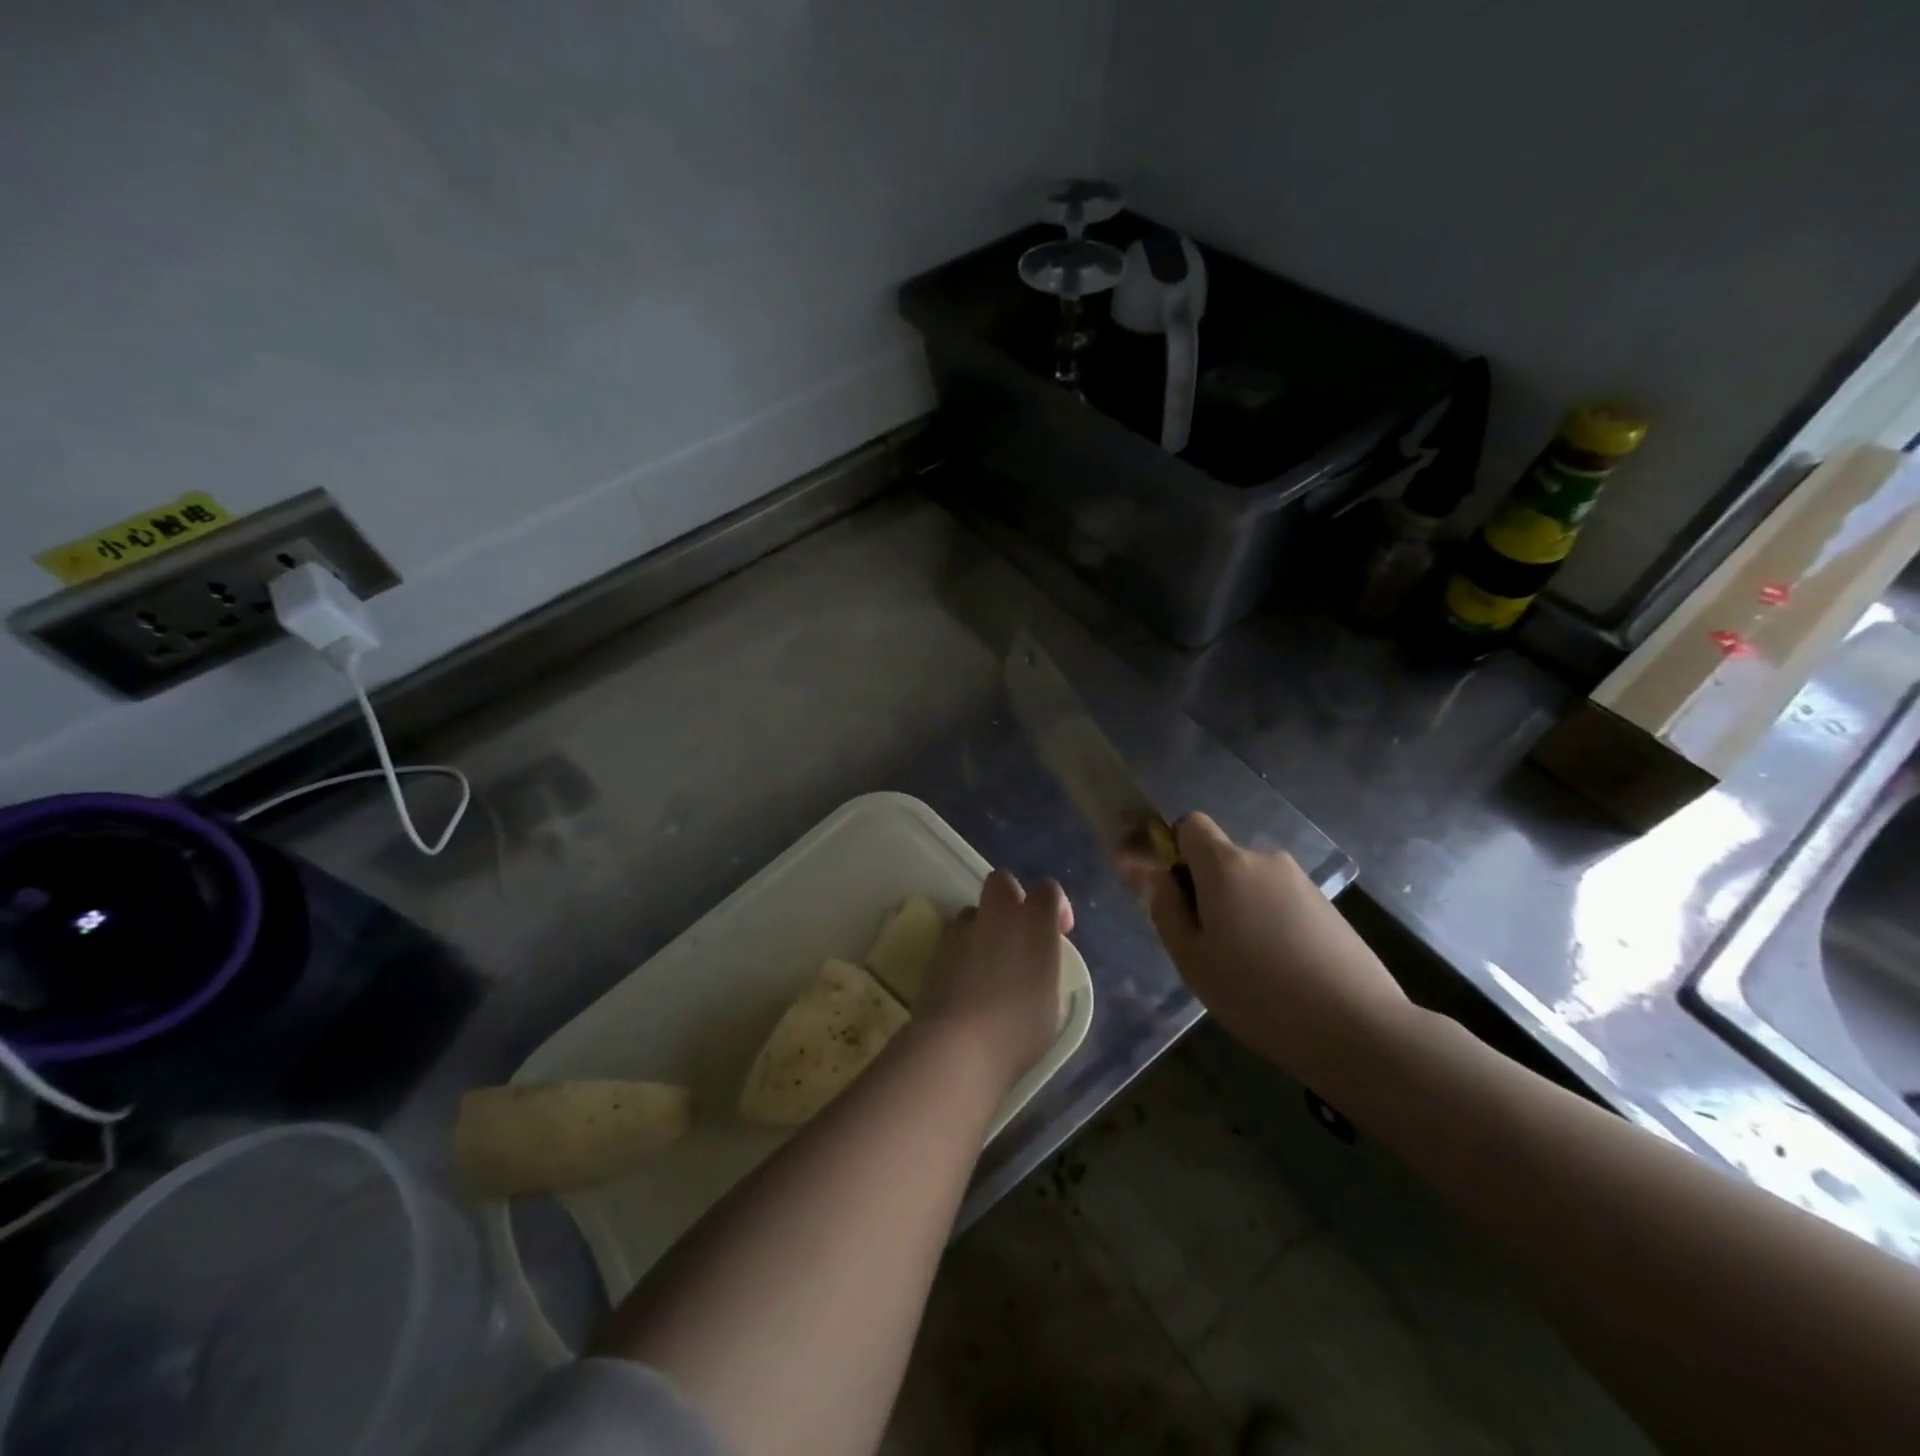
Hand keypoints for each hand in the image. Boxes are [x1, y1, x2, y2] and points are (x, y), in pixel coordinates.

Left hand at [914, 871, 1072, 1088]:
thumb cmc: (1018, 1031)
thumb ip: (1046, 973)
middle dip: (1011, 898)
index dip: (1056, 905)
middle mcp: (998, 916)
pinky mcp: (936, 949)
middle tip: (1018, 933)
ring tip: (987, 964)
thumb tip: (1038, 969)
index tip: (1059, 930)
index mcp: (1035, 924)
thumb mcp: (1051, 1005)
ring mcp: (962, 930)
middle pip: (1002, 881)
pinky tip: (965, 982)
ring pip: (974, 912)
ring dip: (983, 928)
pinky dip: (962, 951)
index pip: (1048, 889)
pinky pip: (954, 938)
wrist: (957, 1046)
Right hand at [1141, 813, 1408, 1084]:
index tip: (1175, 891)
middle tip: (1208, 944)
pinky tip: (1282, 971)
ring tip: (1248, 966)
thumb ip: (1165, 908)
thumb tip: (1153, 874)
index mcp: (1225, 866)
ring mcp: (1302, 883)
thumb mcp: (1192, 959)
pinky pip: (1282, 903)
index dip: (1176, 849)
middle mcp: (1265, 860)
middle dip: (1208, 889)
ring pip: (1253, 884)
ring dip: (1241, 909)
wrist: (1356, 1027)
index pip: (1191, 824)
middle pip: (1222, 859)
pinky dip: (1272, 924)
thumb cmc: (1256, 993)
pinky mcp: (1328, 908)